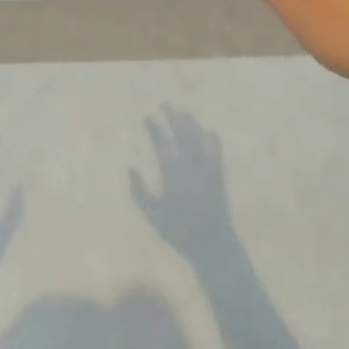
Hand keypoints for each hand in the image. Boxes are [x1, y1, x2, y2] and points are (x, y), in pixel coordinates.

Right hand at [131, 108, 241, 266]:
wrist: (212, 243)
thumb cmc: (179, 232)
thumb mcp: (153, 216)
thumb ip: (140, 192)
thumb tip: (130, 168)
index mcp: (173, 175)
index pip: (162, 145)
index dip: (155, 130)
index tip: (148, 117)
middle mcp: (190, 168)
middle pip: (182, 136)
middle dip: (173, 118)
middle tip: (165, 105)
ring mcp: (207, 170)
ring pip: (199, 140)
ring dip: (191, 124)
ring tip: (183, 112)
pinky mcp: (218, 176)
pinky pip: (216, 152)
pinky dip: (212, 140)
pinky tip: (210, 131)